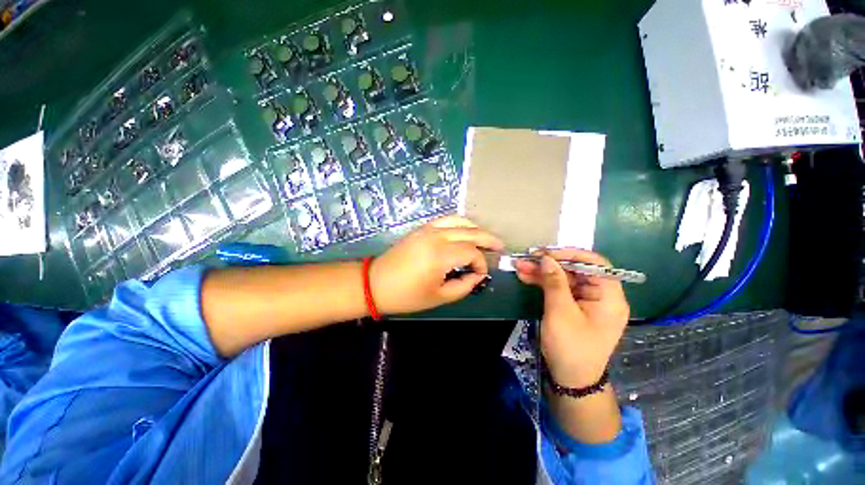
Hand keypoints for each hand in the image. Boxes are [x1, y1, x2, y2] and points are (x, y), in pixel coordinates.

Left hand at [371, 216, 503, 314]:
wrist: (376, 283)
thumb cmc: (407, 295)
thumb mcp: (439, 297)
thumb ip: (464, 285)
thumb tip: (476, 274)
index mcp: (440, 255)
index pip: (471, 253)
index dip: (481, 263)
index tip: (480, 274)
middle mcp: (436, 237)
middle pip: (469, 232)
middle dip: (487, 239)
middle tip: (500, 246)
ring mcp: (428, 229)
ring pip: (459, 221)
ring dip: (475, 228)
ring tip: (485, 237)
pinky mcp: (421, 228)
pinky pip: (446, 220)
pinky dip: (459, 223)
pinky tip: (466, 231)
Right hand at [514, 249, 628, 387]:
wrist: (570, 380)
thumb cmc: (571, 347)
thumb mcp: (560, 313)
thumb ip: (555, 283)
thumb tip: (547, 258)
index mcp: (609, 297)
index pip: (596, 264)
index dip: (572, 254)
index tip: (547, 253)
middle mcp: (600, 296)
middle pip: (576, 270)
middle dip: (550, 264)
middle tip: (527, 258)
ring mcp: (586, 302)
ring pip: (564, 279)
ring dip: (542, 273)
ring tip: (520, 266)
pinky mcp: (573, 307)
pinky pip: (559, 289)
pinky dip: (543, 283)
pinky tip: (526, 277)